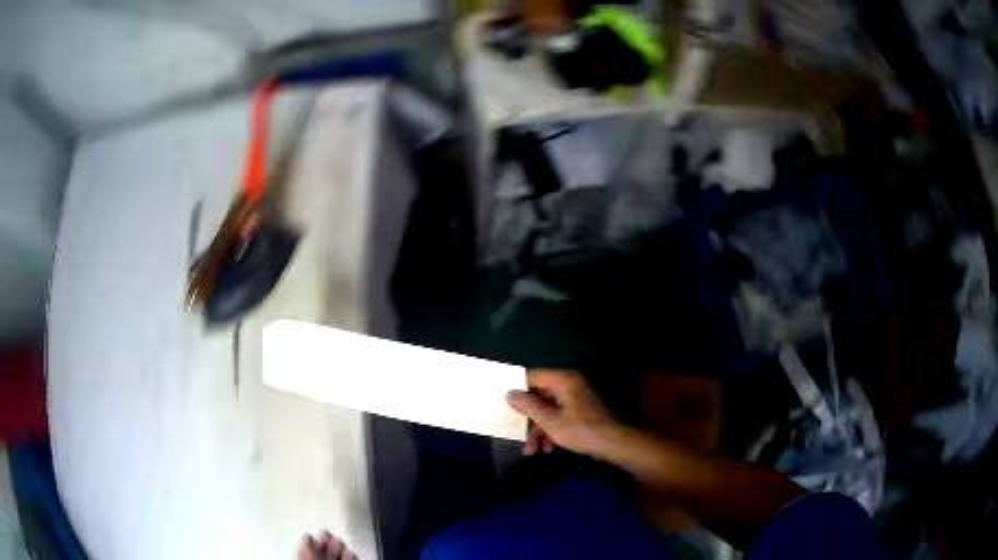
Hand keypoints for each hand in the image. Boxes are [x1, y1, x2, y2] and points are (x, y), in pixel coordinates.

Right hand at [506, 370, 623, 458]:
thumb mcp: (549, 420)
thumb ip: (528, 406)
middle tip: (518, 435)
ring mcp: (576, 398)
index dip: (517, 390)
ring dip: (539, 430)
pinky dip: (551, 430)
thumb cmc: (580, 430)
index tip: (504, 404)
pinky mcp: (581, 411)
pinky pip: (559, 416)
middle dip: (529, 420)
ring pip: (548, 410)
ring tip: (532, 451)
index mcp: (563, 380)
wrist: (613, 443)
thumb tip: (509, 393)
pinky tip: (548, 449)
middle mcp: (570, 384)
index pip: (532, 377)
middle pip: (539, 397)